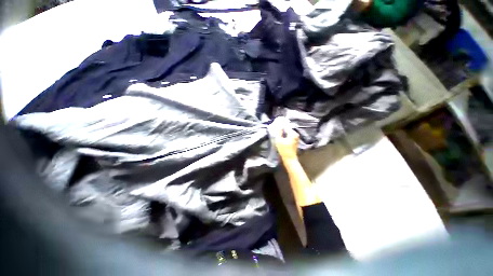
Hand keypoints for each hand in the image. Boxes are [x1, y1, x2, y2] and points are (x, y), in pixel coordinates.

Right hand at [269, 117, 299, 160]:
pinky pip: (290, 136)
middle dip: (282, 129)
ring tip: (278, 134)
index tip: (276, 125)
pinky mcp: (295, 141)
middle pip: (288, 129)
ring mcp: (296, 138)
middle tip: (276, 130)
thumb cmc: (284, 150)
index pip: (286, 126)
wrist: (290, 159)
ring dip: (284, 133)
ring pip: (288, 132)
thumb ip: (279, 132)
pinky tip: (282, 138)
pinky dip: (286, 136)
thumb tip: (279, 126)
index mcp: (292, 133)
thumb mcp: (279, 140)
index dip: (281, 125)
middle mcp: (296, 134)